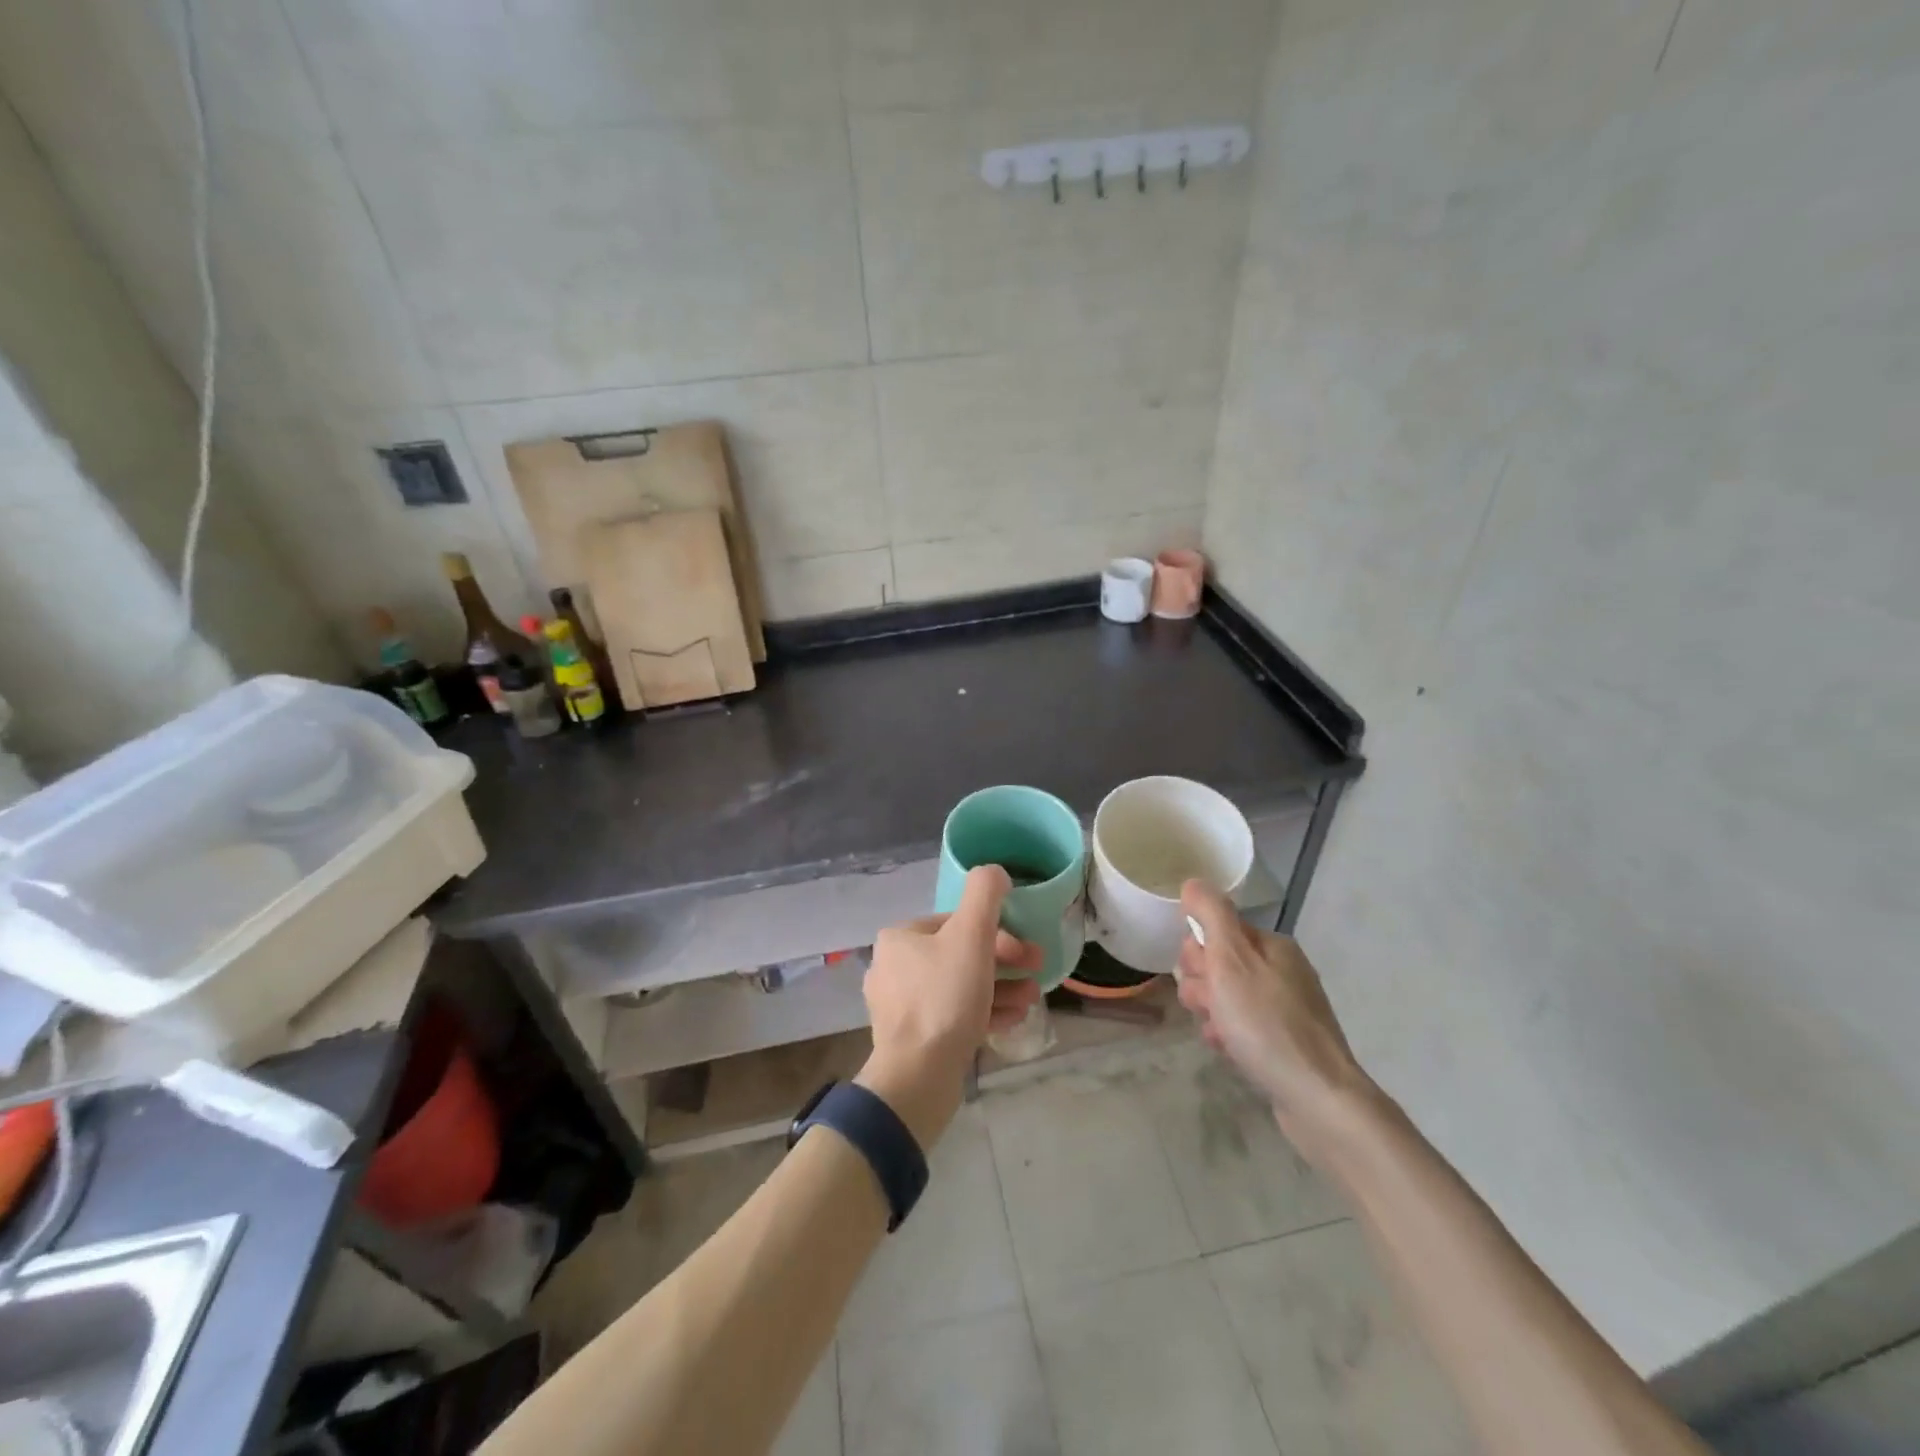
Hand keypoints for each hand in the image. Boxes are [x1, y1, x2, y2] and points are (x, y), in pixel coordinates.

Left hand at [855, 866, 1042, 1145]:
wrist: (918, 1076)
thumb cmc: (945, 997)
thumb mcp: (972, 935)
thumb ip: (985, 894)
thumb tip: (994, 872)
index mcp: (900, 937)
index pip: (956, 922)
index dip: (998, 932)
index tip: (1027, 951)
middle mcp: (893, 967)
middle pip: (960, 954)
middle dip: (1004, 962)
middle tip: (1036, 971)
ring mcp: (900, 1006)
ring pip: (960, 986)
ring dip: (1000, 987)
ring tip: (1031, 999)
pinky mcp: (912, 1038)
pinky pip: (953, 1015)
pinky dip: (984, 1012)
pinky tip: (1013, 1019)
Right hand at [1176, 881, 1377, 1166]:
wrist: (1319, 1100)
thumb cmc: (1267, 1025)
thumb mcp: (1231, 961)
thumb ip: (1211, 916)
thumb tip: (1194, 882)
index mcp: (1273, 946)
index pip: (1217, 930)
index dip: (1199, 953)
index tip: (1201, 976)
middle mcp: (1283, 971)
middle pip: (1220, 963)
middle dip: (1203, 984)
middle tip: (1210, 1006)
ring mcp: (1287, 1008)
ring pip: (1228, 997)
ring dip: (1212, 1012)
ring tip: (1219, 1033)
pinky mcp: (1286, 1043)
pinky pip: (1243, 1026)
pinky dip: (1229, 1035)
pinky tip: (1228, 1050)